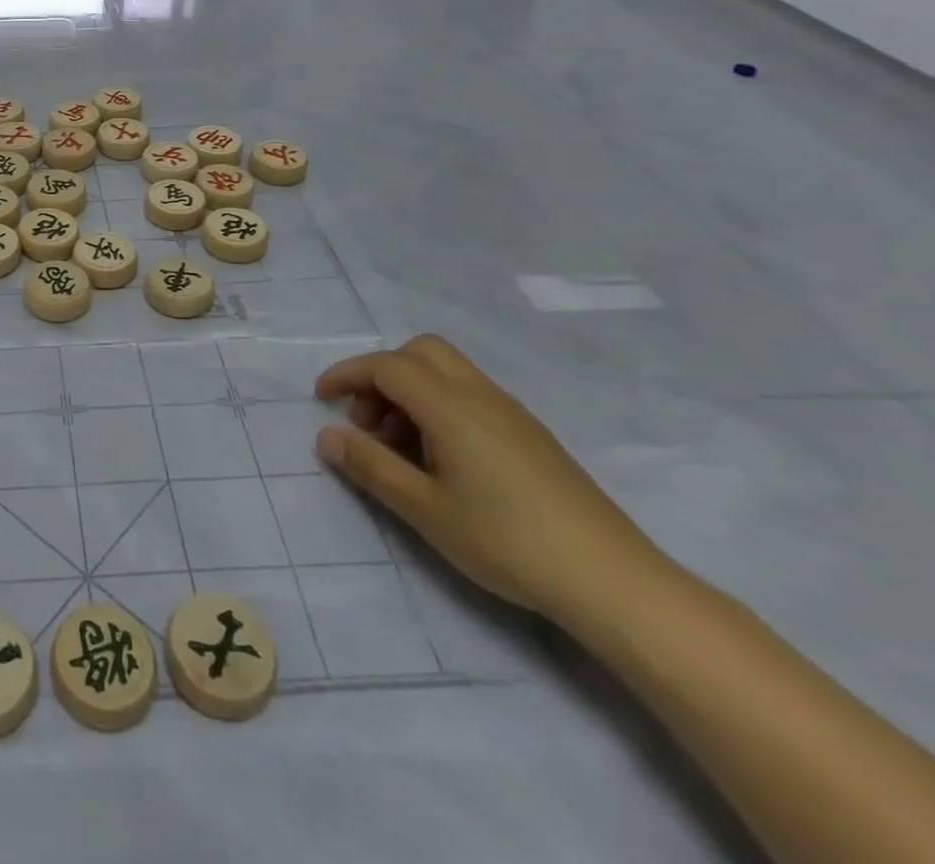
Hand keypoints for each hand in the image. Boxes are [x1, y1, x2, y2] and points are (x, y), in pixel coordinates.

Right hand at [315, 336, 666, 624]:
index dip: (347, 374)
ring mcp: (511, 413)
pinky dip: (438, 406)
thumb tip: (327, 436)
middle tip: (366, 421)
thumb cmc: (507, 541)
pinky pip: (469, 395)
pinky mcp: (530, 434)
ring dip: (410, 391)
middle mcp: (481, 395)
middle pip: (420, 352)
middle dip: (381, 374)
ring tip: (399, 447)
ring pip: (446, 372)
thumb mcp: (425, 510)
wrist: (613, 581)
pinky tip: (440, 458)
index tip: (321, 399)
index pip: (387, 366)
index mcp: (452, 407)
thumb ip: (371, 467)